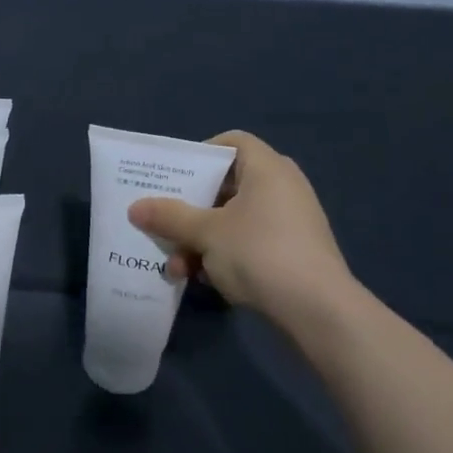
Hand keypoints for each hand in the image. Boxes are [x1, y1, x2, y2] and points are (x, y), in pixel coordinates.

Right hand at [126, 131, 353, 322]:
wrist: (318, 310)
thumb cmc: (259, 253)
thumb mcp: (205, 233)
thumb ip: (169, 217)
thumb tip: (134, 207)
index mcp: (267, 169)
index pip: (233, 142)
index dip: (201, 154)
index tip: (175, 176)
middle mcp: (283, 187)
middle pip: (227, 185)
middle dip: (191, 209)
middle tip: (166, 224)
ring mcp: (291, 222)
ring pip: (234, 220)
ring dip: (202, 240)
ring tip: (178, 267)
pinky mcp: (294, 252)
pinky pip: (250, 242)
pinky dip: (225, 255)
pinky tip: (204, 280)